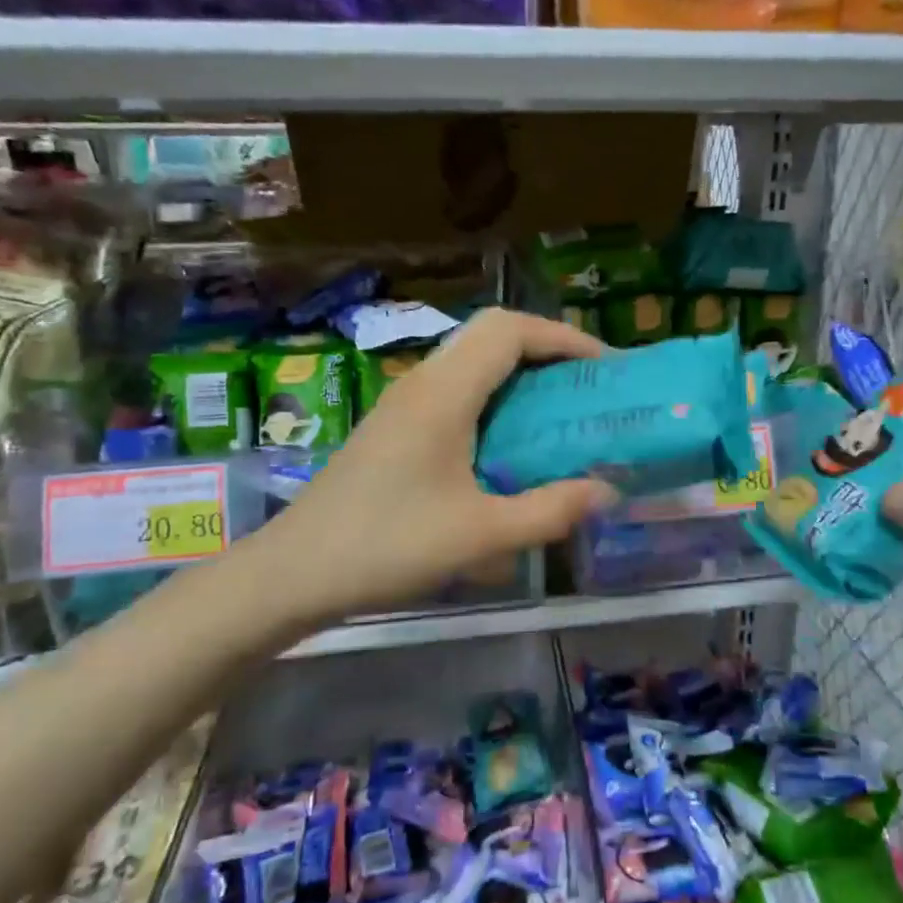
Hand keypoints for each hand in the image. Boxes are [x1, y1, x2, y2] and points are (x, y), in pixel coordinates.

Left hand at [257, 309, 618, 621]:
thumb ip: (550, 510)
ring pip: (472, 361)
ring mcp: (404, 402)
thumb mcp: (481, 536)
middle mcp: (424, 382)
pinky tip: (508, 442)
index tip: (605, 366)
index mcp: (444, 393)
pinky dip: (494, 397)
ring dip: (519, 373)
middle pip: (491, 335)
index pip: (510, 330)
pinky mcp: (395, 426)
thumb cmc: (387, 546)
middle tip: (586, 389)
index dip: (564, 338)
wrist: (294, 572)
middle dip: (547, 350)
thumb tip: (607, 491)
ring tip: (559, 411)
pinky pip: (456, 389)